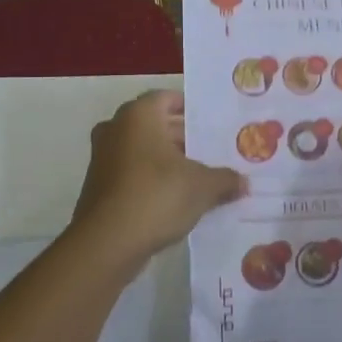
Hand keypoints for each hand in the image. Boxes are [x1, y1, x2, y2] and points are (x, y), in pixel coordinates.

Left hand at [70, 90, 245, 258]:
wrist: (107, 243)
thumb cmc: (157, 196)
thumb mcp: (202, 187)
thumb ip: (225, 179)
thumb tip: (243, 182)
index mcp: (139, 116)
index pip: (167, 98)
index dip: (191, 108)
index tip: (212, 122)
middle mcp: (116, 129)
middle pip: (155, 125)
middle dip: (183, 137)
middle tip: (212, 150)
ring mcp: (103, 158)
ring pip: (142, 150)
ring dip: (167, 160)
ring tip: (199, 175)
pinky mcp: (98, 186)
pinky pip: (132, 172)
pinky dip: (151, 179)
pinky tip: (176, 197)